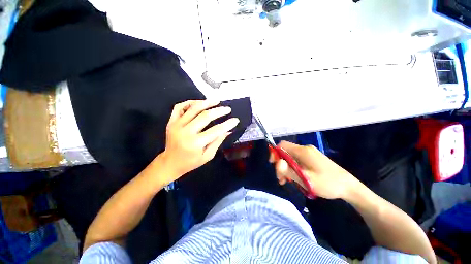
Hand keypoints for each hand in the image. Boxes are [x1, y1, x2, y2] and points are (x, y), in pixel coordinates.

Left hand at [158, 100, 238, 183]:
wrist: (170, 162)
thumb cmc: (191, 162)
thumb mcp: (207, 156)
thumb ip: (218, 141)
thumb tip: (228, 130)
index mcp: (195, 143)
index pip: (216, 130)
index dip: (227, 124)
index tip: (235, 120)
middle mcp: (185, 132)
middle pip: (205, 116)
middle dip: (219, 111)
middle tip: (228, 109)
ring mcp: (176, 125)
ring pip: (193, 108)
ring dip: (207, 103)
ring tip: (216, 101)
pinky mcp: (171, 121)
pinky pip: (180, 107)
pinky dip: (190, 102)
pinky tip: (199, 103)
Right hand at [269, 141, 360, 199]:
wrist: (349, 187)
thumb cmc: (328, 183)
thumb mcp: (306, 179)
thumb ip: (289, 171)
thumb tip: (277, 163)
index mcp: (303, 151)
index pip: (282, 145)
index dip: (275, 152)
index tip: (273, 165)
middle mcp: (305, 149)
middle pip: (285, 152)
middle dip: (280, 164)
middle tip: (281, 179)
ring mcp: (309, 154)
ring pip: (290, 157)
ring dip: (286, 168)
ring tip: (287, 181)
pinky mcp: (311, 159)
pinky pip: (297, 161)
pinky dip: (292, 168)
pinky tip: (294, 178)